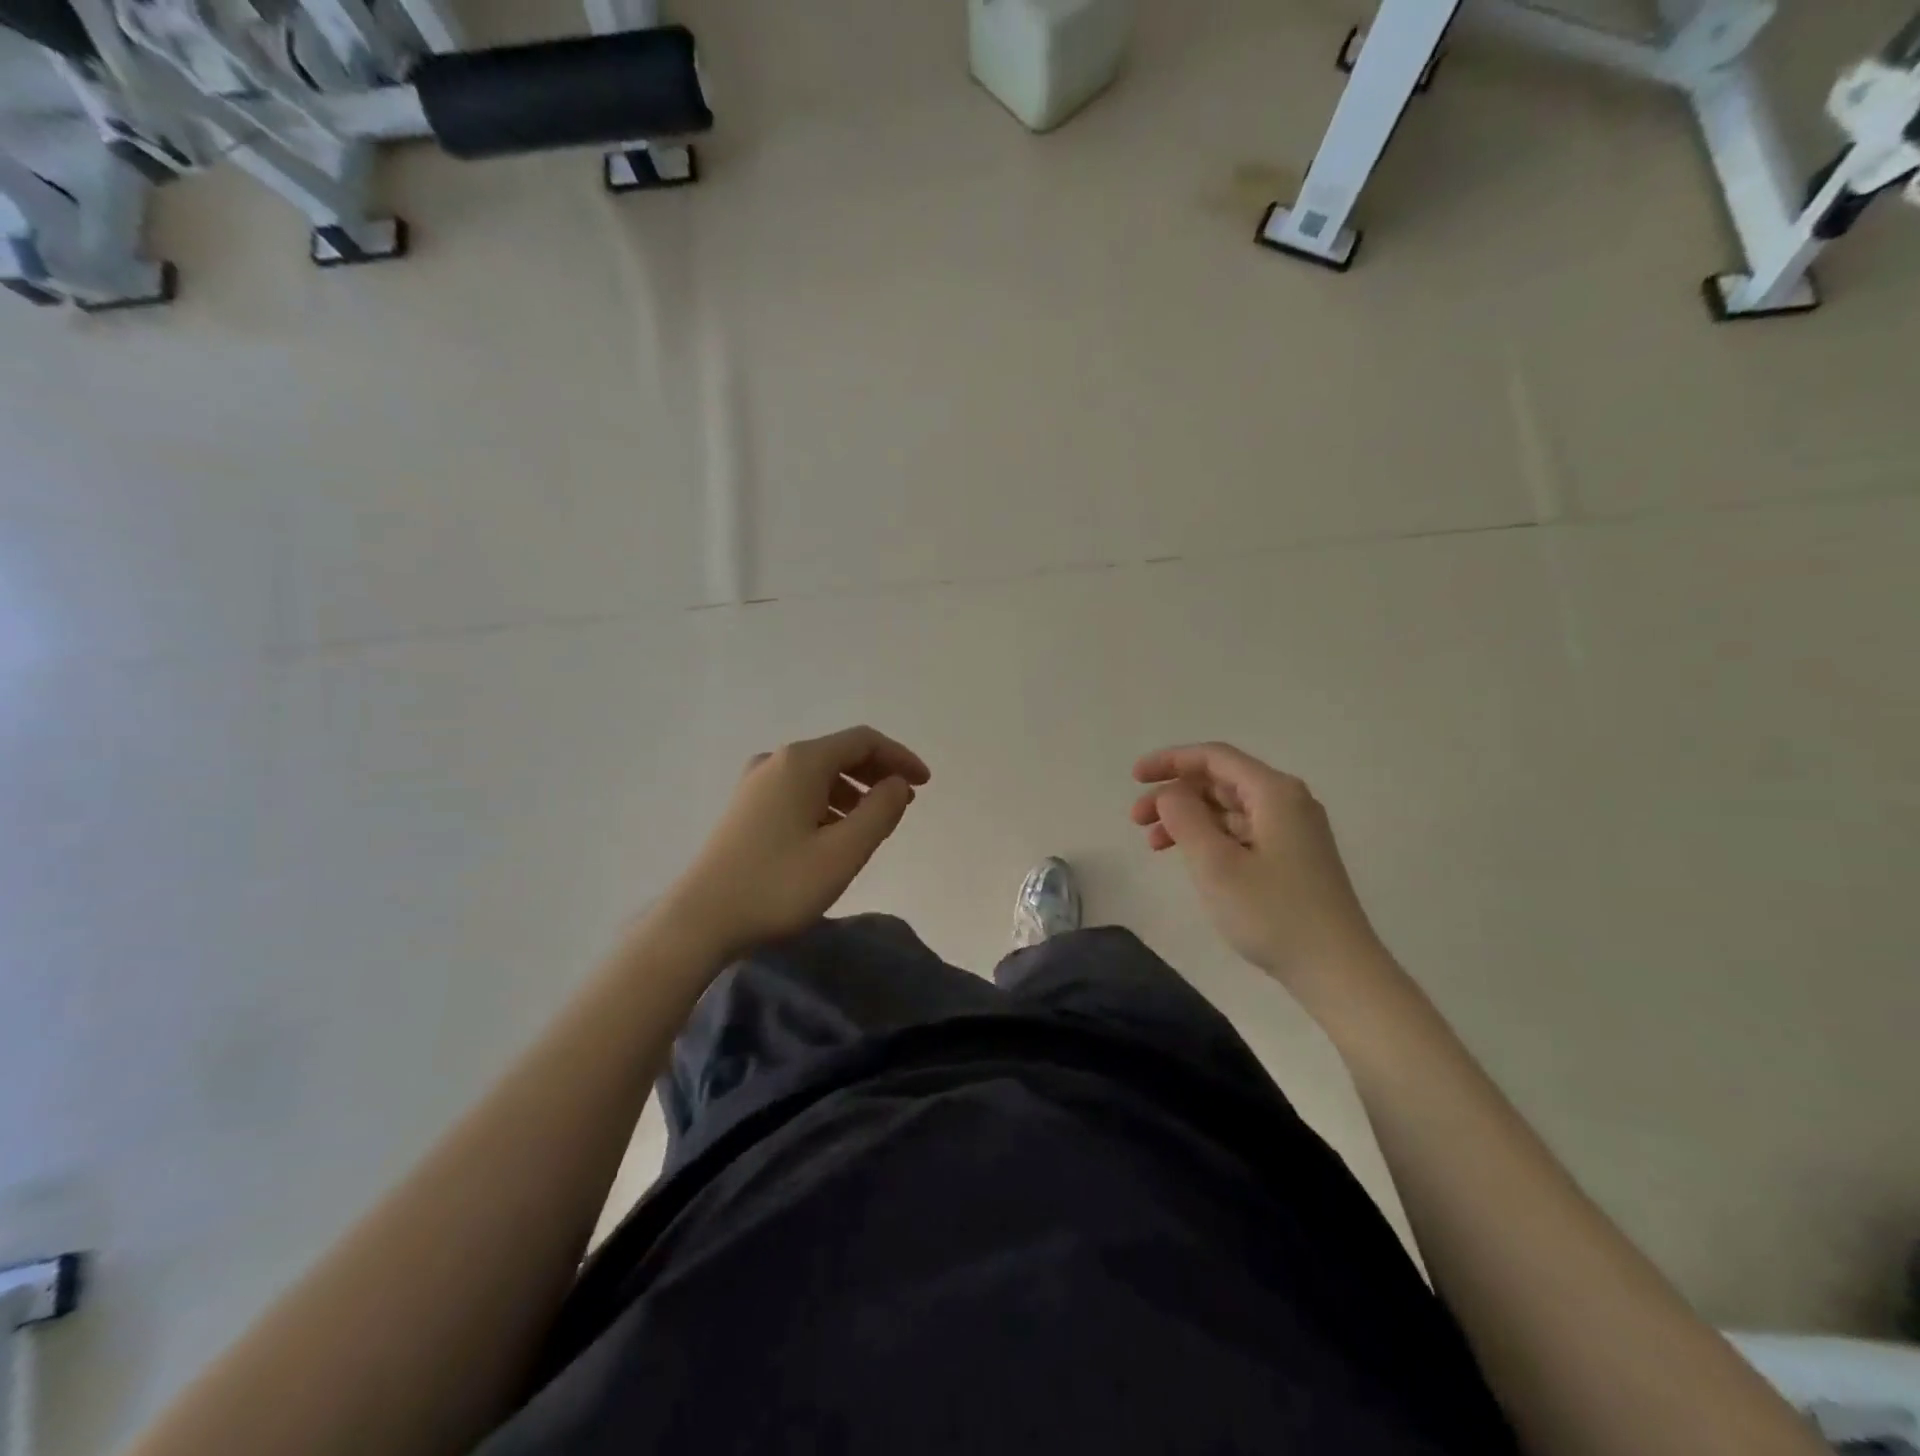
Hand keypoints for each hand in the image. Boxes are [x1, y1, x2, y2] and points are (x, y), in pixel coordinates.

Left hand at [665, 726, 930, 960]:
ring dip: (853, 791)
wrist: (701, 920)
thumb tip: (898, 784)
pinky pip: (798, 791)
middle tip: (903, 803)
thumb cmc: (779, 884)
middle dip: (877, 774)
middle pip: (840, 753)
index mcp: (801, 762)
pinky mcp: (745, 807)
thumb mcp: (843, 852)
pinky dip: (827, 803)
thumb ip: (880, 812)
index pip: (864, 741)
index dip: (899, 757)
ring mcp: (755, 783)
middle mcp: (776, 761)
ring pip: (818, 774)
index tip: (924, 784)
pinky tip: (833, 835)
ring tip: (872, 825)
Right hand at [1131, 743, 1384, 992]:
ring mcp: (1293, 831)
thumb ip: (1185, 818)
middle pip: (1220, 781)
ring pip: (1228, 809)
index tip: (1134, 778)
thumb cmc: (1273, 914)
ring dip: (1188, 819)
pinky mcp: (1293, 858)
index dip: (1170, 761)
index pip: (1214, 758)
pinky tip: (1189, 859)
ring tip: (1154, 844)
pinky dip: (1209, 838)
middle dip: (1174, 794)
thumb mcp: (1216, 864)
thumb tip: (1170, 794)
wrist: (1338, 971)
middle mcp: (1287, 802)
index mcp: (1274, 793)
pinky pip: (1241, 832)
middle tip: (1136, 820)